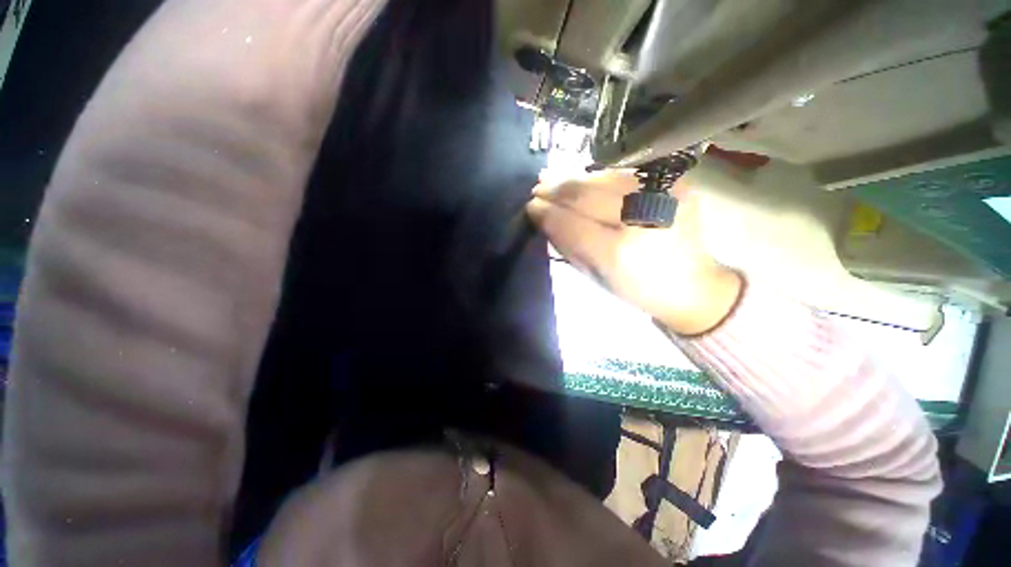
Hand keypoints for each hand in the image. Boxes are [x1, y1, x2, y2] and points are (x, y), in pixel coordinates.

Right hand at [527, 170, 742, 335]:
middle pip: (586, 194)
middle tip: (537, 187)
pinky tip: (582, 179)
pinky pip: (623, 174)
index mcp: (619, 253)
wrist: (692, 285)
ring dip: (573, 178)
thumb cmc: (636, 288)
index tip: (530, 206)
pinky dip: (597, 177)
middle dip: (556, 189)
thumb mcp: (595, 276)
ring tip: (552, 178)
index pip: (571, 223)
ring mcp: (663, 195)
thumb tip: (543, 216)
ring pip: (603, 178)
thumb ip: (566, 244)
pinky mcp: (675, 183)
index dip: (546, 212)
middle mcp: (642, 218)